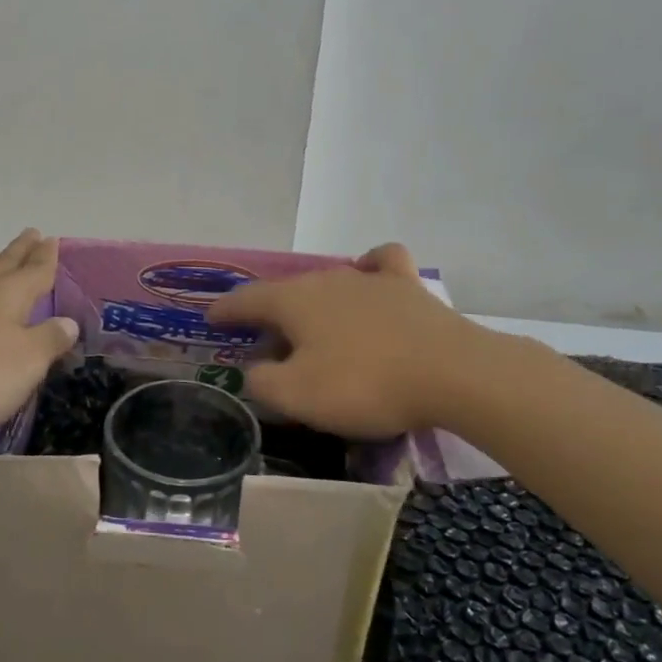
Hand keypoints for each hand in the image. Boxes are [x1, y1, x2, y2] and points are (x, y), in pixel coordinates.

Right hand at [206, 243, 484, 438]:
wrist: (451, 373)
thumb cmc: (364, 385)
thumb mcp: (297, 397)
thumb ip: (262, 382)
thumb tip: (254, 369)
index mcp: (294, 301)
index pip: (246, 300)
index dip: (224, 310)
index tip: (210, 318)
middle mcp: (326, 279)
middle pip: (287, 293)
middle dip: (268, 314)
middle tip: (264, 343)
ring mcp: (369, 279)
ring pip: (328, 283)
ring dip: (312, 303)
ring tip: (312, 327)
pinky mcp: (407, 287)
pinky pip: (381, 264)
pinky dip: (368, 269)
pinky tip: (368, 279)